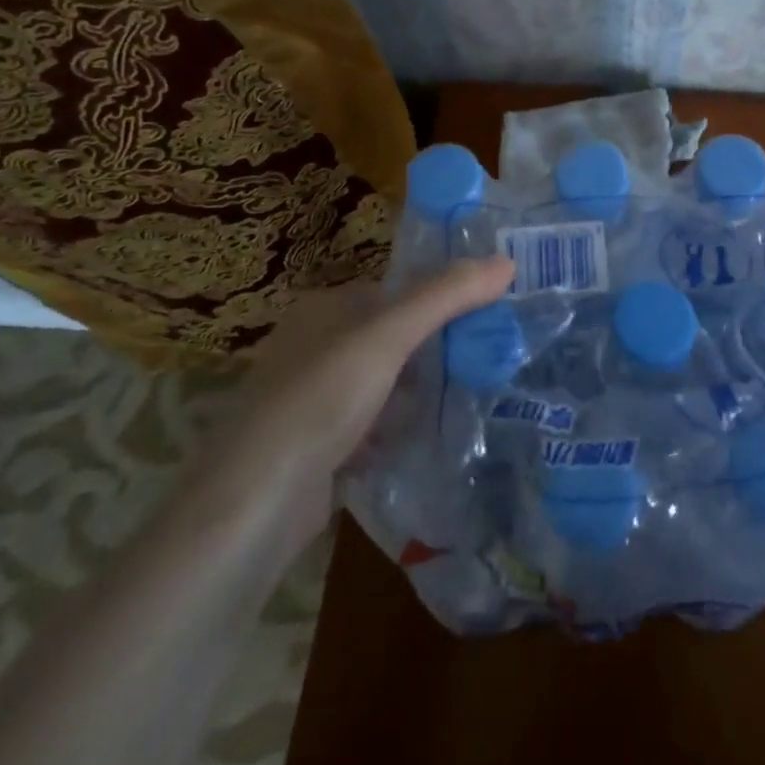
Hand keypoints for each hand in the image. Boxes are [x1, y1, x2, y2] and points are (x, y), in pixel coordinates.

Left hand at [221, 256, 515, 479]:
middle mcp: (313, 347)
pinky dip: (399, 428)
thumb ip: (446, 296)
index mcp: (322, 309)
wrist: (259, 502)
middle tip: (490, 355)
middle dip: (434, 347)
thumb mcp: (389, 336)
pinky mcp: (316, 447)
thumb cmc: (322, 397)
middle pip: (389, 337)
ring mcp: (311, 400)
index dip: (438, 298)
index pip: (393, 291)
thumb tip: (506, 262)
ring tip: (475, 393)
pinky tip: (433, 436)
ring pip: (382, 383)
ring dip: (419, 390)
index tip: (487, 312)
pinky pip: (371, 425)